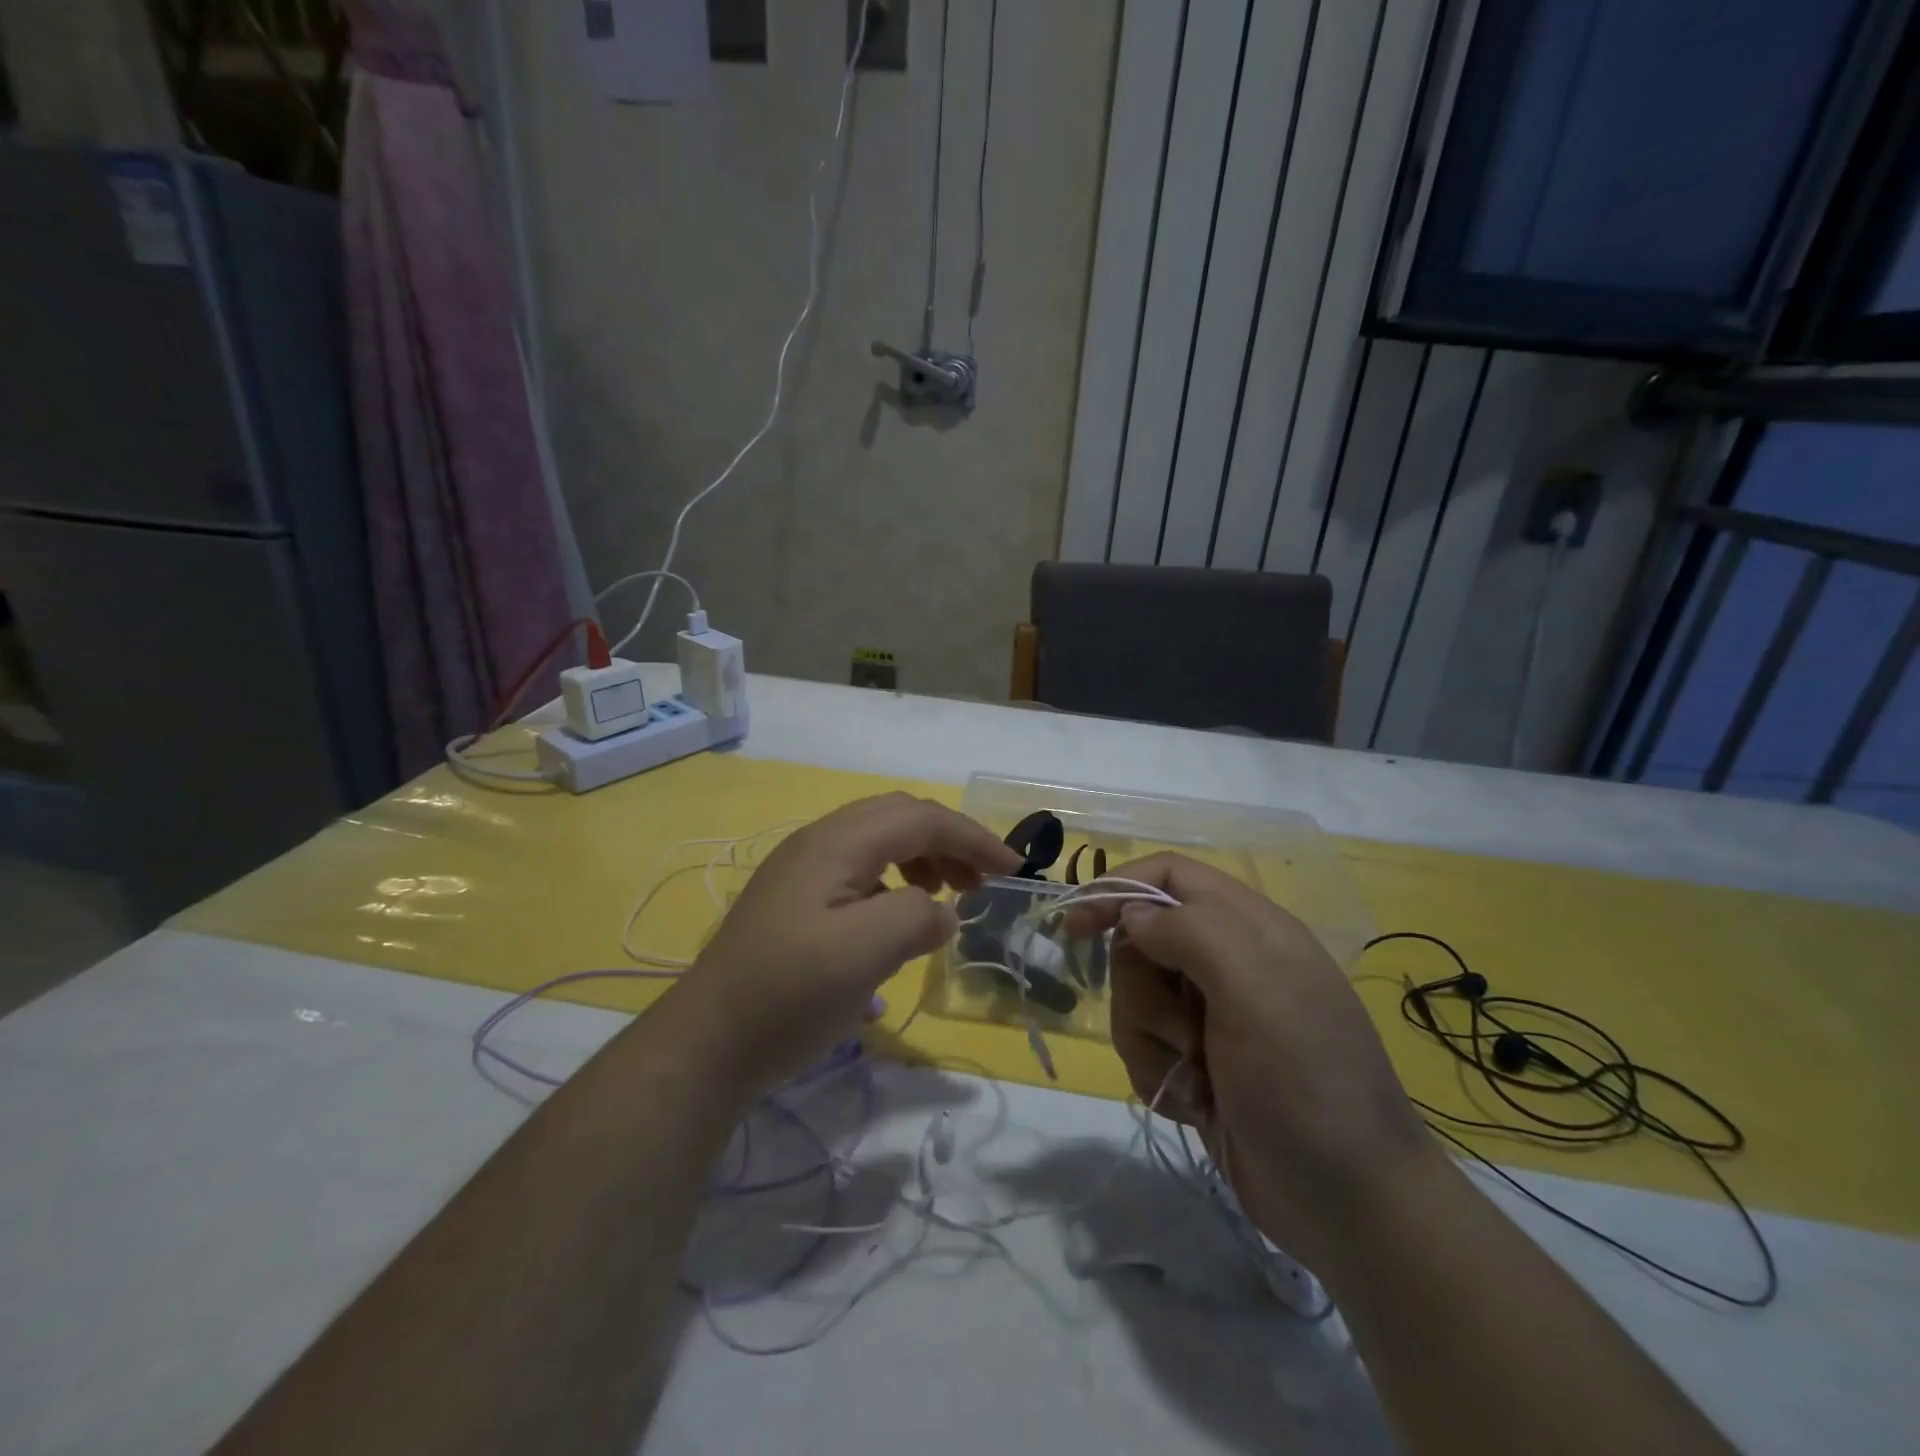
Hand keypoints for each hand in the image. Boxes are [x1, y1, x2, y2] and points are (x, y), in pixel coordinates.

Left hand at [669, 793, 1020, 1090]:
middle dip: (949, 841)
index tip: (1013, 869)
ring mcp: (802, 869)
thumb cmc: (788, 996)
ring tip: (945, 897)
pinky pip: (859, 869)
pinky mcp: (795, 899)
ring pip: (878, 840)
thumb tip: (941, 913)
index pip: (920, 819)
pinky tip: (897, 917)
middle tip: (981, 882)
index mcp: (836, 844)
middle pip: (899, 817)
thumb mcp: (863, 955)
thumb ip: (915, 918)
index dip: (972, 838)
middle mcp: (818, 842)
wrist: (707, 1044)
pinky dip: (894, 880)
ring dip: (922, 857)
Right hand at [1076, 853, 1433, 1272]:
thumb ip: (1190, 931)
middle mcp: (1228, 962)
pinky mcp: (1198, 1063)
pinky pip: (1144, 1046)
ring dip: (1150, 1040)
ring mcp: (1212, 1016)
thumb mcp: (1255, 988)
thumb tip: (1134, 916)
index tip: (1079, 925)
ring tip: (1195, 1075)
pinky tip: (1197, 1103)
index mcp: (1249, 927)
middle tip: (1180, 1030)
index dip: (1119, 889)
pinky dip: (1159, 1073)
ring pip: (1135, 998)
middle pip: (1141, 941)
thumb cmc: (1305, 1082)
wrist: (1349, 1206)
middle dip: (1141, 989)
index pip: (1168, 874)